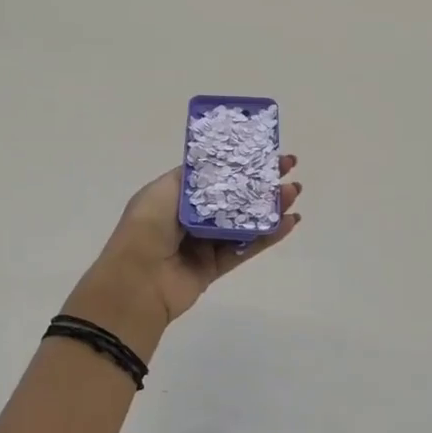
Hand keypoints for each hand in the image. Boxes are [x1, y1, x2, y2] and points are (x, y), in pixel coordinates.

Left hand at [73, 157, 301, 338]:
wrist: (137, 282)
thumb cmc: (147, 228)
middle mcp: (190, 217)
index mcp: (174, 196)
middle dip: (260, 182)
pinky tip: (289, 223)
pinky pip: (246, 249)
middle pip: (233, 196)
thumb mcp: (164, 190)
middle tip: (289, 169)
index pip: (214, 174)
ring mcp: (203, 243)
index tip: (266, 151)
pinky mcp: (215, 267)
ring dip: (269, 207)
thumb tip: (220, 164)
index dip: (239, 162)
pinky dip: (268, 236)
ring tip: (294, 193)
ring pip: (244, 221)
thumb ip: (195, 178)